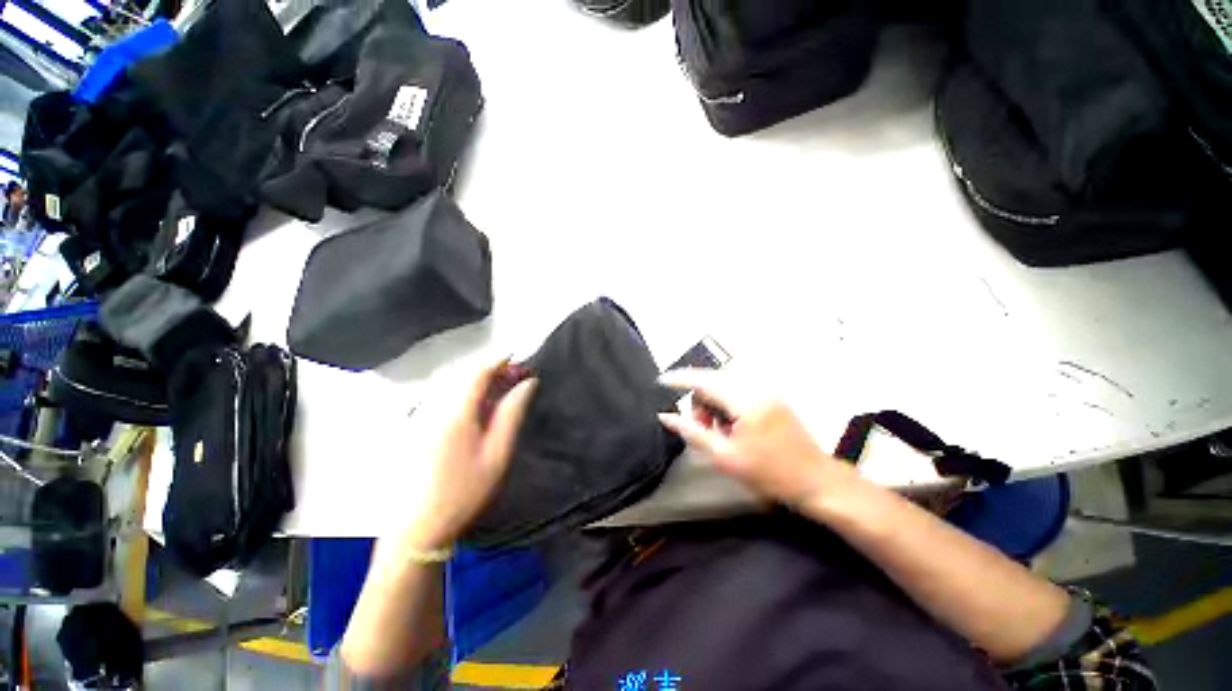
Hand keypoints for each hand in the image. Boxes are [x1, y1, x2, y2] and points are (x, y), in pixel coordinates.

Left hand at [397, 359, 536, 550]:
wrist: (418, 527)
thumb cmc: (464, 490)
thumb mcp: (497, 452)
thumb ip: (512, 413)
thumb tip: (529, 383)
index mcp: (457, 412)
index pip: (479, 372)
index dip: (500, 361)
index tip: (521, 360)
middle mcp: (437, 407)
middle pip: (466, 376)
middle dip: (494, 371)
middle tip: (519, 378)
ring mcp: (425, 418)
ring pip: (457, 387)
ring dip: (482, 383)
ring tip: (505, 391)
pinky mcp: (420, 429)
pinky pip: (448, 400)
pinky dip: (469, 396)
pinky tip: (482, 409)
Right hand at [658, 369, 857, 507]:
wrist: (816, 481)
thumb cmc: (770, 473)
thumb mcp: (725, 457)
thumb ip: (692, 432)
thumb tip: (665, 416)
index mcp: (745, 400)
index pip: (703, 380)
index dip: (679, 379)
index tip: (660, 381)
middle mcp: (756, 387)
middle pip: (713, 379)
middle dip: (699, 399)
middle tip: (701, 426)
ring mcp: (766, 390)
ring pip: (724, 384)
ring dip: (713, 401)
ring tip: (718, 430)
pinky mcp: (771, 396)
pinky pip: (738, 390)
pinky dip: (726, 403)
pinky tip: (731, 425)